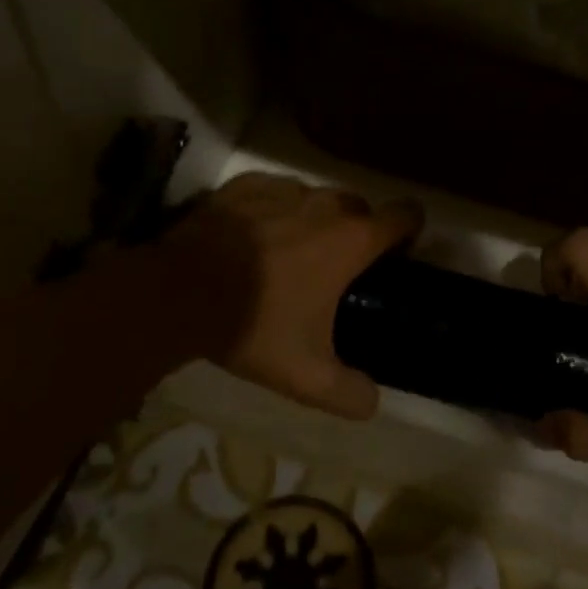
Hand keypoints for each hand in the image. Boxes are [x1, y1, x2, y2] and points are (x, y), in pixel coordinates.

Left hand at [161, 171, 422, 419]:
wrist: (177, 293)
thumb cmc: (254, 324)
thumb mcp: (306, 376)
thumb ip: (350, 393)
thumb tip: (372, 403)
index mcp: (352, 240)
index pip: (405, 215)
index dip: (409, 231)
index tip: (397, 255)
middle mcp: (325, 204)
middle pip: (359, 206)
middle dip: (357, 231)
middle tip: (337, 268)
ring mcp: (283, 188)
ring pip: (316, 197)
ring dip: (314, 220)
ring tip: (290, 253)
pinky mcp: (245, 185)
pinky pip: (275, 191)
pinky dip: (274, 209)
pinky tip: (253, 237)